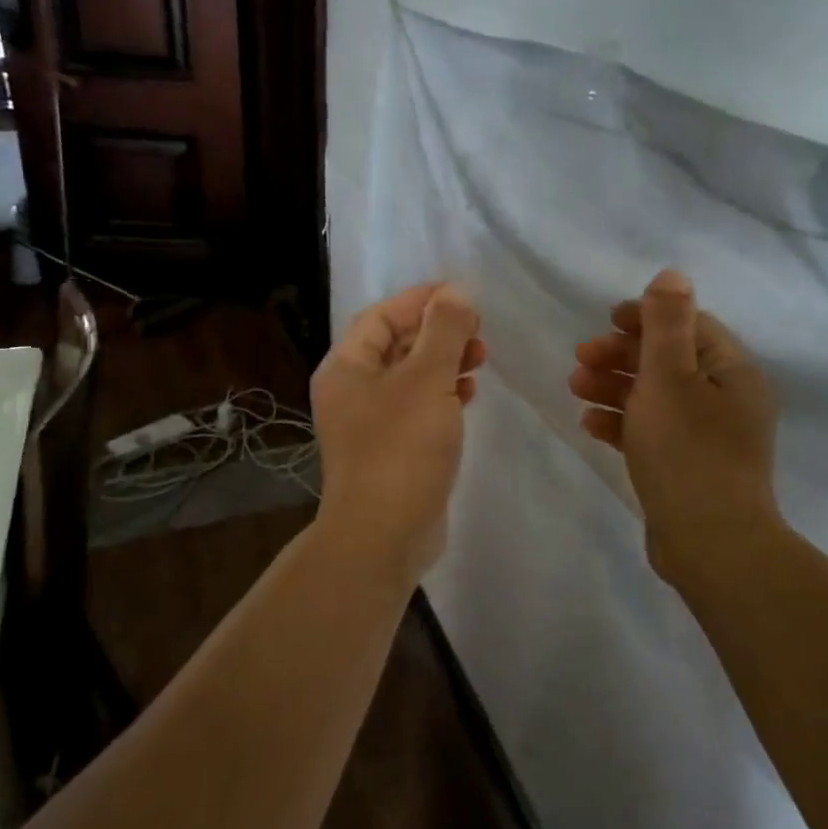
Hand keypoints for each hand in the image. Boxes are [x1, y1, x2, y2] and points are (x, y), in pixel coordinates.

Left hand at [312, 283, 486, 577]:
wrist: (383, 535)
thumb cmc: (401, 448)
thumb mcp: (427, 380)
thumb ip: (444, 331)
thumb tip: (456, 293)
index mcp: (346, 367)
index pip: (381, 316)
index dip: (421, 300)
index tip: (462, 294)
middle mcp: (351, 391)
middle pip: (396, 345)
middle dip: (438, 332)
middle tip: (478, 330)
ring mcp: (370, 424)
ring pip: (410, 377)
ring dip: (445, 362)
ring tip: (481, 359)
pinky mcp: (391, 450)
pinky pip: (418, 407)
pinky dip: (443, 394)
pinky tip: (469, 393)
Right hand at [569, 269, 781, 579]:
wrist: (710, 544)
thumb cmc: (688, 451)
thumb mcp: (672, 377)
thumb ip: (667, 323)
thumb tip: (672, 275)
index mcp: (732, 371)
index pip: (689, 326)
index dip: (646, 317)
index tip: (606, 321)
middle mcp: (725, 399)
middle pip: (668, 361)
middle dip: (621, 355)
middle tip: (580, 358)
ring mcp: (707, 436)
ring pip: (655, 397)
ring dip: (614, 386)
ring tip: (575, 387)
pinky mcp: (687, 466)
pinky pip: (651, 432)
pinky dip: (621, 423)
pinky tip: (589, 425)